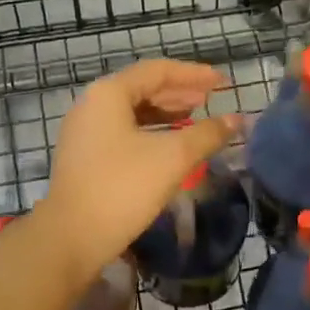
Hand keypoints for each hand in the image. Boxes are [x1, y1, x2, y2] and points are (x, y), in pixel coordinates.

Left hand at [41, 59, 236, 281]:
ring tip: (196, 117)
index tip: (222, 82)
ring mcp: (85, 131)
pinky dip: (151, 131)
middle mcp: (92, 104)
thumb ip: (207, 134)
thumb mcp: (172, 158)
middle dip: (180, 92)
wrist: (71, 238)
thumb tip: (237, 120)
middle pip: (143, 87)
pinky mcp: (85, 155)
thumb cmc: (123, 188)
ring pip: (133, 111)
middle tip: (212, 98)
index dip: (194, 74)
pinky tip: (170, 144)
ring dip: (166, 112)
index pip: (158, 71)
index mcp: (109, 93)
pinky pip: (124, 131)